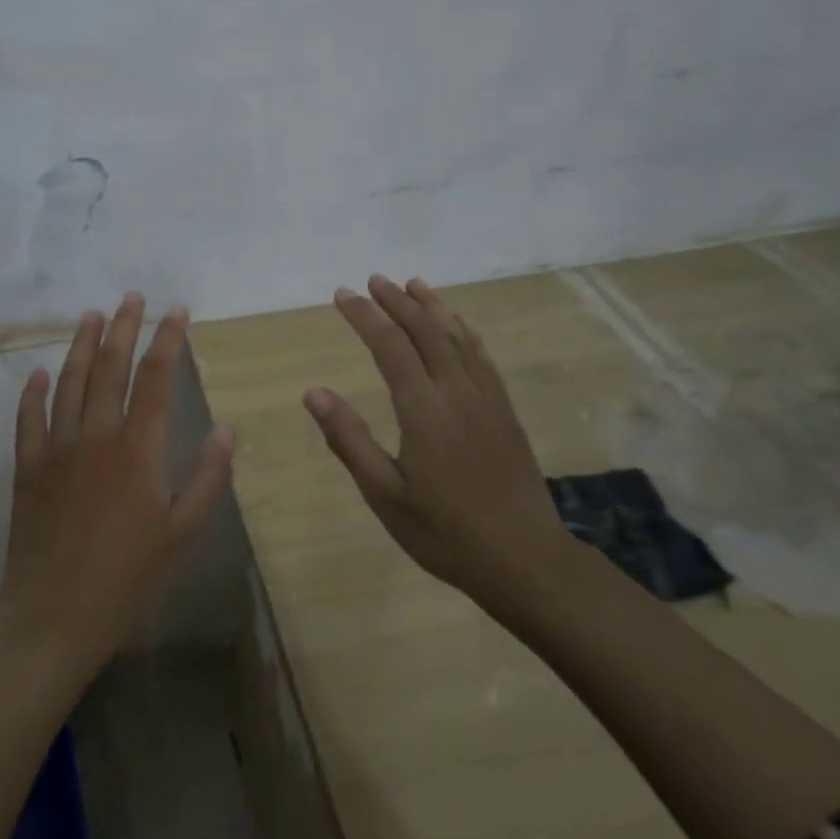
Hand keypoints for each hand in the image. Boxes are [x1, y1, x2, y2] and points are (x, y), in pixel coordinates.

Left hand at [0, 294, 234, 676]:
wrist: (54, 615)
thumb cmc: (127, 577)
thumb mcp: (182, 533)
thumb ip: (207, 478)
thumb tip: (226, 430)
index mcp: (137, 448)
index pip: (155, 378)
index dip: (167, 340)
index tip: (176, 310)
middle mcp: (95, 435)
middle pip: (110, 368)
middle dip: (123, 327)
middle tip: (131, 297)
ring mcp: (56, 449)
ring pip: (69, 383)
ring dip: (81, 346)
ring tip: (91, 316)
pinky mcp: (28, 468)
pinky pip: (29, 419)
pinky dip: (34, 393)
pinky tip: (38, 374)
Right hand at [302, 275, 568, 609]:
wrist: (525, 559)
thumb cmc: (445, 532)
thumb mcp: (385, 495)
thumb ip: (349, 440)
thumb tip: (314, 392)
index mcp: (423, 410)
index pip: (389, 347)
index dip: (364, 316)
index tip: (342, 295)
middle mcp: (457, 392)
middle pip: (425, 331)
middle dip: (397, 302)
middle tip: (373, 280)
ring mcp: (486, 399)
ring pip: (457, 337)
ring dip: (432, 307)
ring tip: (412, 284)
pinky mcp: (504, 411)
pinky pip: (483, 357)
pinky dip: (466, 330)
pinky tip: (459, 321)